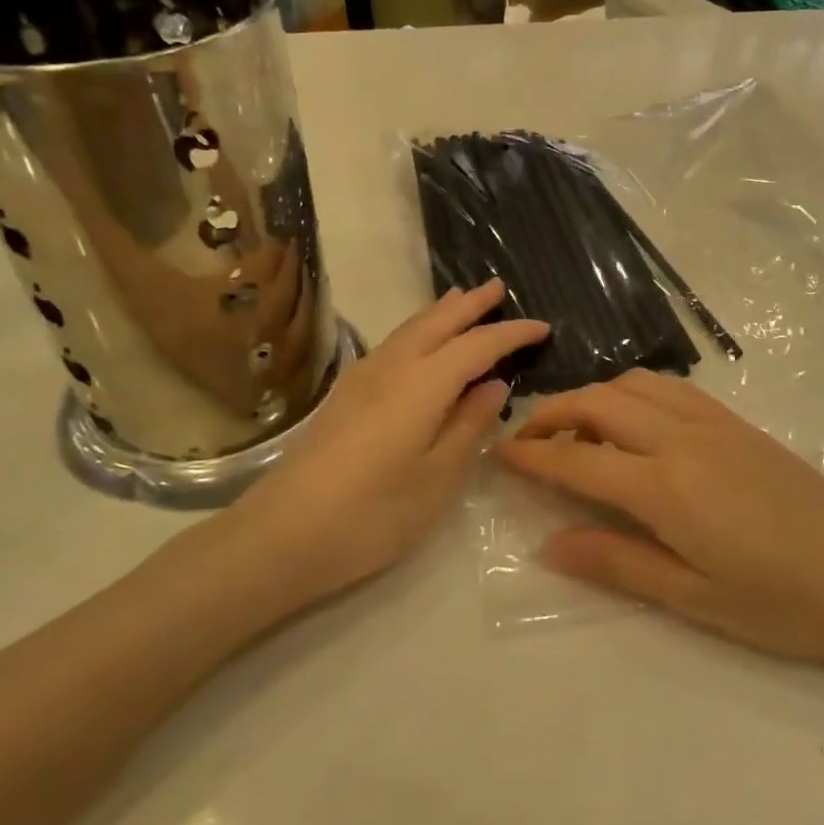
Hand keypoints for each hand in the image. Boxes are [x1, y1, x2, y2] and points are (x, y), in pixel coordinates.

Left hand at [187, 281, 548, 622]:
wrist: (281, 536)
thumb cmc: (372, 516)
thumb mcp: (437, 479)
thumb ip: (469, 426)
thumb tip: (493, 386)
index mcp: (422, 385)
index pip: (477, 346)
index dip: (511, 333)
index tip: (542, 327)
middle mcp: (391, 368)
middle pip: (436, 322)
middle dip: (470, 304)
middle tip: (497, 288)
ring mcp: (360, 379)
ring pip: (408, 329)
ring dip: (440, 312)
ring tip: (460, 300)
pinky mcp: (343, 396)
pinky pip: (391, 345)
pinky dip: (416, 331)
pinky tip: (418, 344)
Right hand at [500, 369, 823, 664]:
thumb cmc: (784, 602)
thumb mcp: (694, 598)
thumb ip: (617, 563)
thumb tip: (549, 544)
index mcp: (667, 487)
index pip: (579, 458)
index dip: (533, 454)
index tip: (500, 454)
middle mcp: (683, 439)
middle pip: (600, 403)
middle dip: (553, 412)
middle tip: (527, 438)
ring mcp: (714, 423)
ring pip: (635, 383)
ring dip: (594, 395)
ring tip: (576, 427)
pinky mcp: (738, 422)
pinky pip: (670, 388)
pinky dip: (634, 391)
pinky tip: (633, 421)